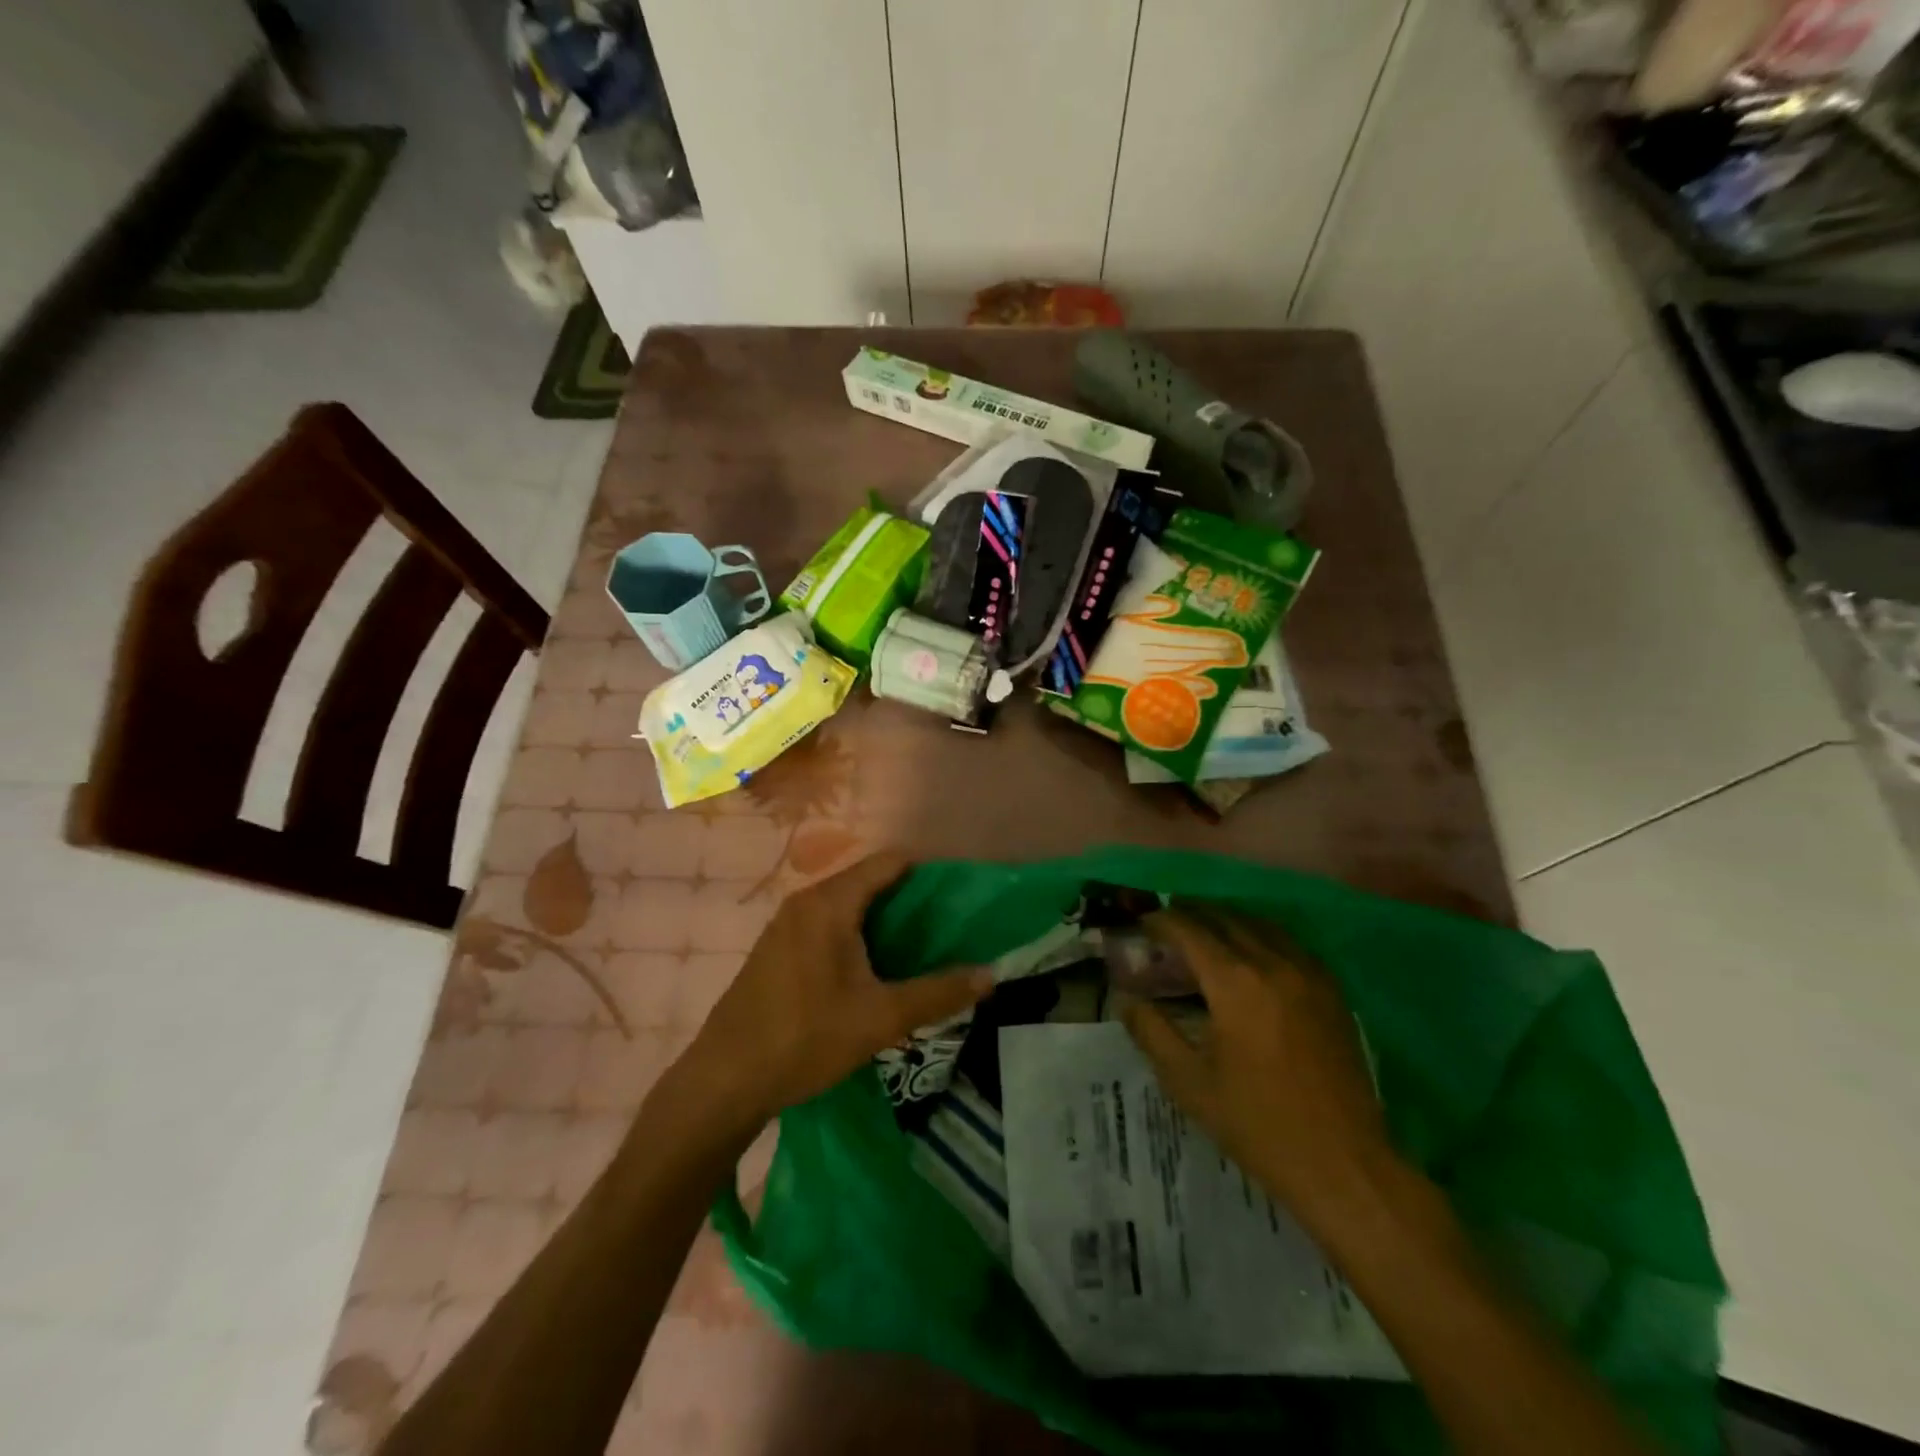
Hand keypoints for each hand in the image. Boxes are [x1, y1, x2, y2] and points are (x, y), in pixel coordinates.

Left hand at [676, 850, 992, 1133]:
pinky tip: (873, 970)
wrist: (723, 1081)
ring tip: (919, 950)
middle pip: (869, 881)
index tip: (960, 896)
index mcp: (830, 903)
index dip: (928, 872)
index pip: (889, 862)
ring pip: (848, 905)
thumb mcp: (880, 1019)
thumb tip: (990, 975)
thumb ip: (938, 993)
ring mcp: (786, 924)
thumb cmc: (804, 1039)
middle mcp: (806, 901)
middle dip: (910, 900)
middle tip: (948, 929)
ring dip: (884, 920)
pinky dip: (858, 934)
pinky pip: (828, 924)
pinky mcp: (777, 949)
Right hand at [1122, 907, 1396, 1234]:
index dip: (1161, 921)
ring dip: (1227, 921)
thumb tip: (1127, 1000)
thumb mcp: (1189, 1083)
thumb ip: (1152, 1033)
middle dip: (1192, 914)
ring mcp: (1309, 975)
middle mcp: (1273, 964)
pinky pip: (1290, 944)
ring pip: (1261, 925)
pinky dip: (1262, 937)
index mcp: (1235, 983)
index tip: (1142, 923)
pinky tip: (1253, 956)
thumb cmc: (1258, 1125)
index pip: (1190, 930)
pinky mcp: (1332, 992)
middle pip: (1225, 919)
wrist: (1344, 1164)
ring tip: (1206, 933)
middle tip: (1168, 925)